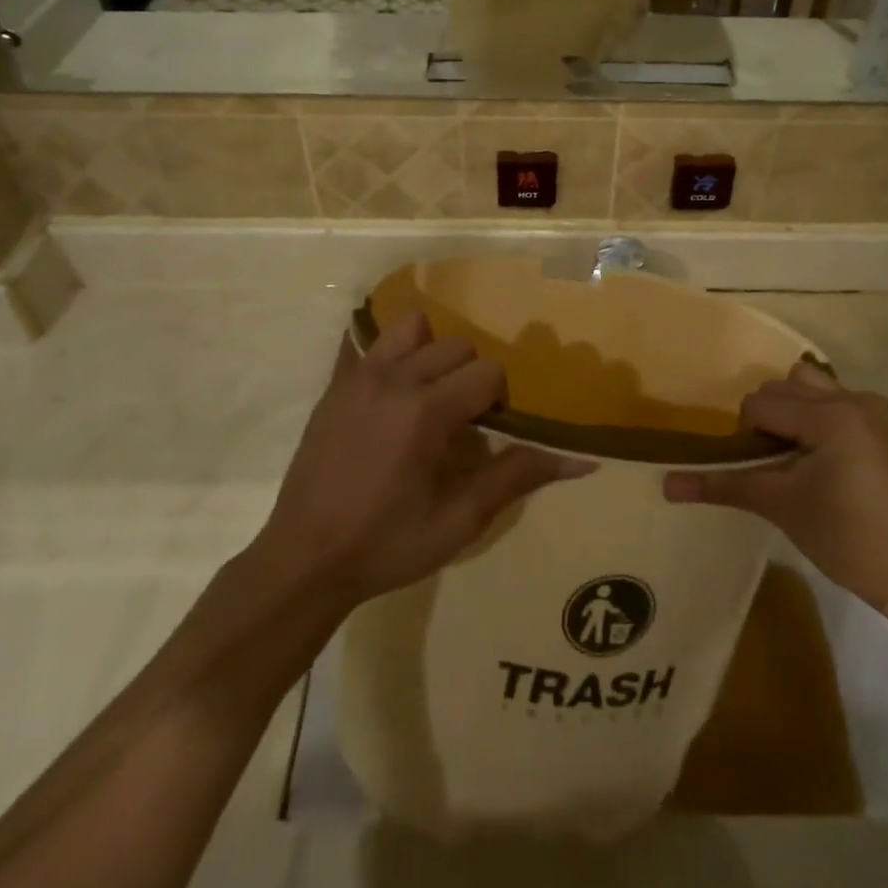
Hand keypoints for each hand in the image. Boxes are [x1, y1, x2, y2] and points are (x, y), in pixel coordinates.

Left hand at [254, 314, 585, 607]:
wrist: (306, 559)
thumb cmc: (388, 544)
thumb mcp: (460, 520)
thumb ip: (518, 477)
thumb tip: (582, 459)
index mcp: (428, 410)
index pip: (487, 372)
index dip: (497, 399)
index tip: (487, 431)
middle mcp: (395, 378)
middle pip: (455, 345)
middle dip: (469, 375)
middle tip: (461, 418)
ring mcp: (359, 376)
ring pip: (411, 327)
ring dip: (430, 351)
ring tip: (427, 392)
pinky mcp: (334, 384)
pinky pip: (366, 342)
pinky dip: (386, 352)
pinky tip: (389, 386)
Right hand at [663, 364, 887, 621]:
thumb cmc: (848, 541)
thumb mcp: (781, 506)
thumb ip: (722, 485)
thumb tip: (666, 483)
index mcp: (831, 415)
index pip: (761, 404)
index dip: (748, 437)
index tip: (761, 473)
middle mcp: (854, 399)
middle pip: (784, 387)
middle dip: (769, 420)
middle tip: (774, 466)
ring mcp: (875, 408)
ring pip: (810, 385)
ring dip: (792, 412)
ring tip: (796, 456)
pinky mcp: (885, 423)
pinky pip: (835, 400)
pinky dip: (817, 418)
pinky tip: (823, 459)